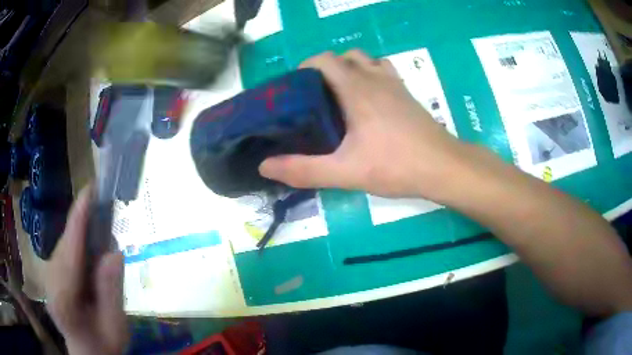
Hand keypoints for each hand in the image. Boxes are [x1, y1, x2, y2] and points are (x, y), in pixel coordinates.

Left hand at [45, 187, 127, 354]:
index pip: (69, 251)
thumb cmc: (103, 345)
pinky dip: (78, 241)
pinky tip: (91, 246)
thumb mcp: (115, 327)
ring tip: (102, 225)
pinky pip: (65, 249)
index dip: (79, 219)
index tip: (90, 190)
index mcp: (63, 298)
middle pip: (66, 243)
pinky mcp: (52, 273)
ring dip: (82, 231)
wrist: (87, 353)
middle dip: (84, 222)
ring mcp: (49, 276)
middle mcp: (50, 281)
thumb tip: (114, 252)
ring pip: (65, 244)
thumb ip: (111, 293)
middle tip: (108, 210)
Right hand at [259, 50, 469, 199]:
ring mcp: (395, 84)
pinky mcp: (408, 95)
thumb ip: (303, 169)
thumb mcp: (345, 172)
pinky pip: (384, 72)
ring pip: (367, 61)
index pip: (325, 60)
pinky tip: (369, 102)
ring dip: (350, 70)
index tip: (296, 89)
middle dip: (326, 70)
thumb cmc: (396, 165)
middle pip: (345, 57)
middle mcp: (376, 78)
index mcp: (357, 89)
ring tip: (340, 97)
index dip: (306, 68)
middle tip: (316, 97)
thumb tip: (265, 167)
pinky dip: (371, 76)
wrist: (443, 167)